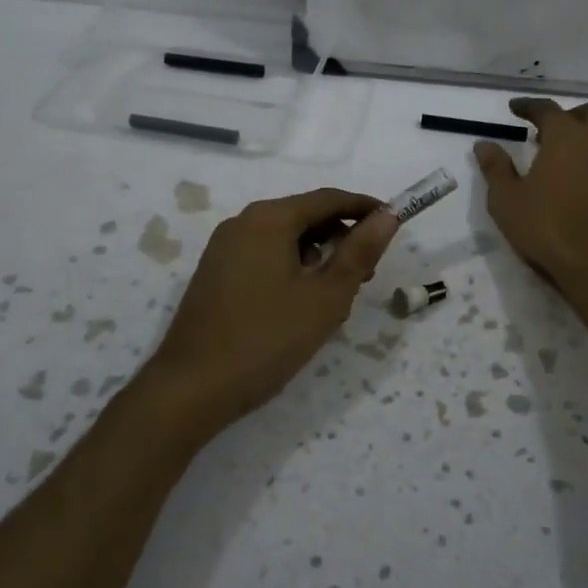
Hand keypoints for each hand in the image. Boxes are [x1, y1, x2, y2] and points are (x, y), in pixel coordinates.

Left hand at [148, 188, 399, 431]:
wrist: (192, 388)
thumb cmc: (267, 339)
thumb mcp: (326, 297)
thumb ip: (359, 252)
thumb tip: (388, 216)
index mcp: (269, 219)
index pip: (328, 199)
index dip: (365, 208)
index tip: (395, 222)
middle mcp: (242, 223)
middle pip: (304, 215)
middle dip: (341, 235)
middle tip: (368, 270)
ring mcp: (223, 248)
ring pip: (284, 238)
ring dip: (317, 254)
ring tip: (339, 292)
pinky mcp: (215, 274)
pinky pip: (263, 255)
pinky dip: (292, 266)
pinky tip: (302, 301)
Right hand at [474, 97, 587, 281]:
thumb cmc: (546, 226)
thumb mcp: (507, 199)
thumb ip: (495, 168)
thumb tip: (484, 144)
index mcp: (567, 137)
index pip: (548, 109)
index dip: (529, 106)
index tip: (514, 108)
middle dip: (572, 114)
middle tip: (548, 131)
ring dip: (585, 138)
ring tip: (559, 160)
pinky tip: (575, 182)